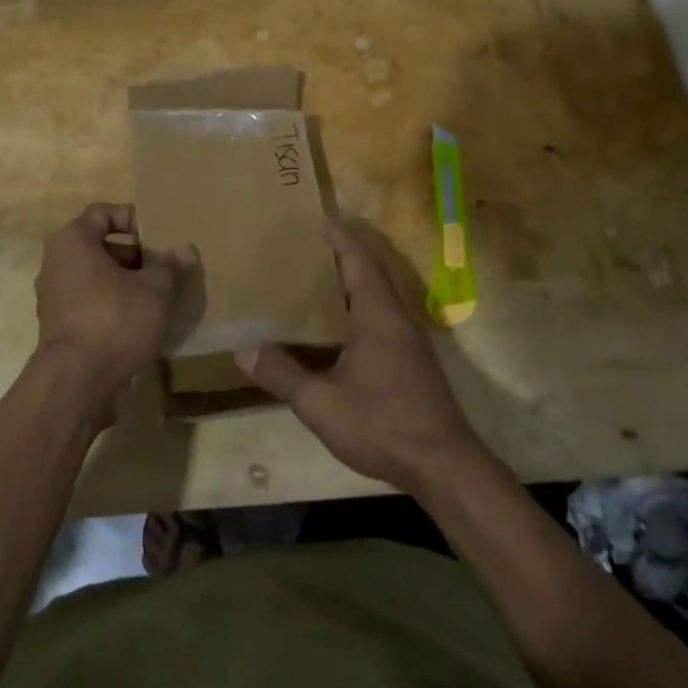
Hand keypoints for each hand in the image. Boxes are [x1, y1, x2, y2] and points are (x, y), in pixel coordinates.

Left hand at [33, 204, 183, 406]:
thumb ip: (170, 265)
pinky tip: (134, 322)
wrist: (75, 382)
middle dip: (132, 255)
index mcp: (73, 241)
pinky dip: (109, 303)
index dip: (131, 219)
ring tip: (153, 297)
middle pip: (98, 245)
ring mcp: (52, 295)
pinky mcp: (56, 324)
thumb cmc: (114, 321)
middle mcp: (55, 261)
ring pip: (93, 275)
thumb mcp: (155, 290)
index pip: (102, 213)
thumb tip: (185, 249)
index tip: (156, 238)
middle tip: (160, 269)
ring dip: (122, 281)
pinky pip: (87, 300)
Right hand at [236, 222, 487, 496]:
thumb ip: (283, 375)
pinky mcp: (416, 362)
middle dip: (348, 254)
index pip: (358, 262)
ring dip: (358, 281)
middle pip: (374, 272)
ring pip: (384, 294)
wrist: (444, 466)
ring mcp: (412, 340)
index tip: (320, 222)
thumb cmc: (382, 424)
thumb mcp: (321, 403)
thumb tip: (243, 350)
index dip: (340, 240)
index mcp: (377, 315)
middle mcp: (398, 318)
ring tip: (325, 281)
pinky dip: (366, 305)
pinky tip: (346, 328)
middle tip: (316, 247)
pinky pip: (388, 316)